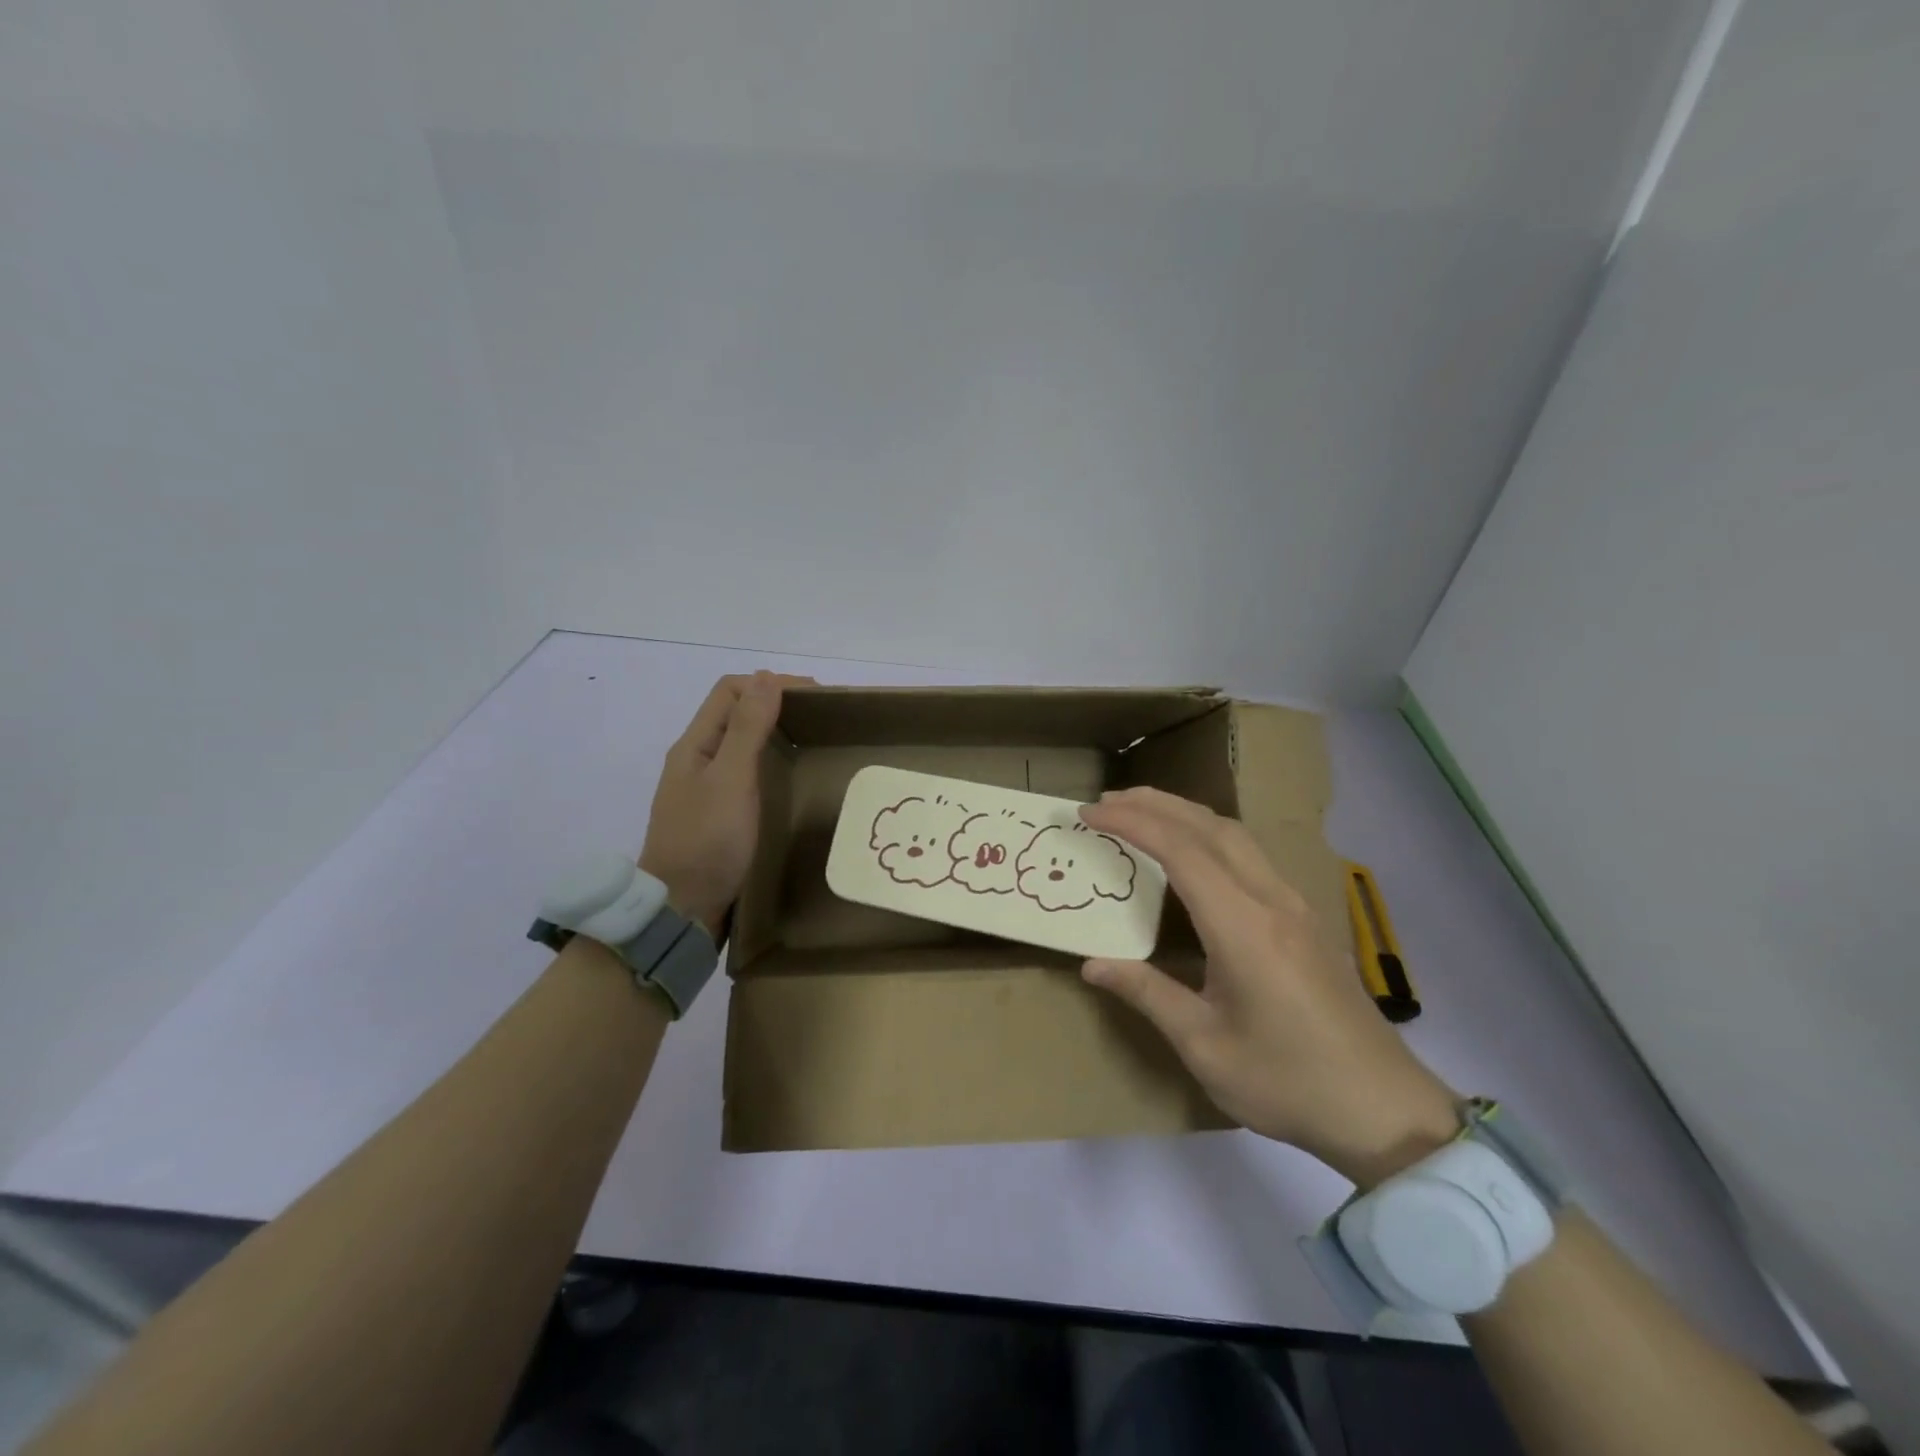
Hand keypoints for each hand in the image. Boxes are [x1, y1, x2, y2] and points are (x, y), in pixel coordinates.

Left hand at [639, 672, 810, 939]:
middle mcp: (697, 760)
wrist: (681, 910)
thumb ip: (746, 729)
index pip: (731, 691)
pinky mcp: (718, 815)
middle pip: (736, 714)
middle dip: (777, 704)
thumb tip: (766, 678)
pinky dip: (771, 762)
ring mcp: (705, 789)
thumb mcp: (730, 781)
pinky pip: (746, 773)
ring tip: (814, 743)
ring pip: (742, 744)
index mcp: (695, 745)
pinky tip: (792, 779)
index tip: (816, 696)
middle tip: (822, 719)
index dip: (771, 684)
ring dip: (775, 733)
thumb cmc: (706, 842)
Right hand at [1079, 787, 1459, 1187]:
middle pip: (1210, 826)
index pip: (1180, 850)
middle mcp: (1272, 900)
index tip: (1090, 813)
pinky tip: (1193, 853)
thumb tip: (1092, 964)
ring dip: (1185, 814)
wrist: (1383, 1109)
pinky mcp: (1305, 919)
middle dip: (1155, 804)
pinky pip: (1250, 855)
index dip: (1131, 823)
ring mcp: (1294, 906)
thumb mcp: (1205, 1046)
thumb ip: (1148, 994)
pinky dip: (1209, 835)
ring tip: (1142, 813)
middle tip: (1107, 800)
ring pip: (1235, 835)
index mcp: (1244, 927)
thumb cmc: (1287, 1082)